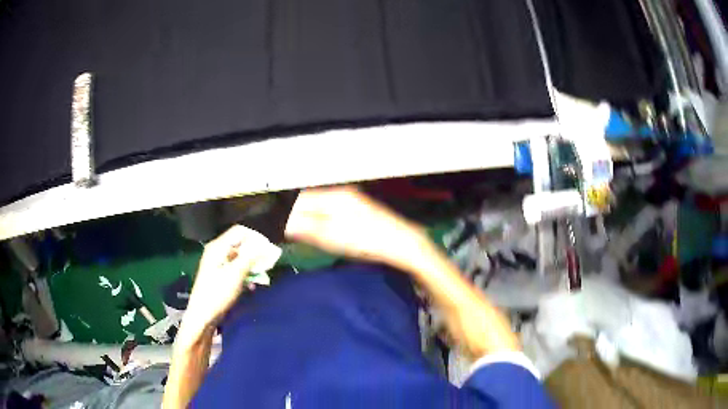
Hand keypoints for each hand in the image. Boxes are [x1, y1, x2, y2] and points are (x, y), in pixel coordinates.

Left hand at [183, 225, 260, 331]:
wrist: (203, 316)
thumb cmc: (218, 293)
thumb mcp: (235, 274)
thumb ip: (251, 257)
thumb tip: (267, 245)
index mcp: (218, 247)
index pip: (240, 231)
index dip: (256, 237)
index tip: (270, 249)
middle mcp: (217, 252)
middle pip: (241, 244)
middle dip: (256, 252)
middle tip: (269, 263)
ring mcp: (219, 264)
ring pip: (240, 257)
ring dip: (253, 264)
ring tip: (263, 276)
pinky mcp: (221, 276)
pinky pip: (237, 269)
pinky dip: (247, 274)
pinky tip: (252, 285)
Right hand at [285, 187, 429, 269]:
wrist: (401, 243)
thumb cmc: (366, 240)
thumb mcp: (331, 236)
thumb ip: (304, 227)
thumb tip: (281, 223)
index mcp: (332, 197)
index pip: (298, 200)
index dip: (283, 213)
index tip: (273, 226)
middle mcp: (339, 194)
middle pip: (307, 201)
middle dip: (293, 215)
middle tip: (282, 232)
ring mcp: (350, 201)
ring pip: (317, 206)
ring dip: (305, 218)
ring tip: (296, 233)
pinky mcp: (357, 210)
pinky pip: (329, 211)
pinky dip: (319, 220)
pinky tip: (318, 231)